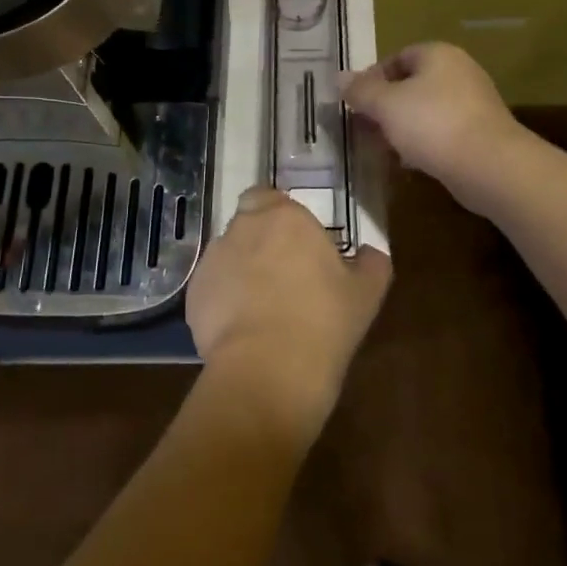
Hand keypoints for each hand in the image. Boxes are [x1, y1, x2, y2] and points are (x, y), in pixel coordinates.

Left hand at [186, 188, 393, 436]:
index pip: (268, 195)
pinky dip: (224, 300)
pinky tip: (243, 329)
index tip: (295, 239)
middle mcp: (243, 228)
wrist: (268, 369)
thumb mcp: (366, 294)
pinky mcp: (194, 294)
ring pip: (227, 254)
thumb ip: (371, 264)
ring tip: (262, 306)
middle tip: (284, 272)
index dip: (278, 214)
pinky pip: (212, 288)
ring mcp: (213, 260)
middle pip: (247, 223)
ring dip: (241, 269)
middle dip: (260, 240)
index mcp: (284, 217)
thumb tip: (371, 254)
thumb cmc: (323, 322)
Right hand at [341, 42, 528, 209]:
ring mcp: (473, 103)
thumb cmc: (432, 124)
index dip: (372, 78)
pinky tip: (411, 162)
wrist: (490, 165)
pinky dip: (423, 143)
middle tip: (365, 128)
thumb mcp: (386, 105)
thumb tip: (339, 77)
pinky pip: (442, 131)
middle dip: (384, 107)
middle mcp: (458, 72)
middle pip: (411, 84)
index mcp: (437, 55)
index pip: (396, 57)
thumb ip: (361, 90)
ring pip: (425, 110)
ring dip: (402, 127)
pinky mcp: (480, 133)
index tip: (355, 103)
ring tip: (383, 148)